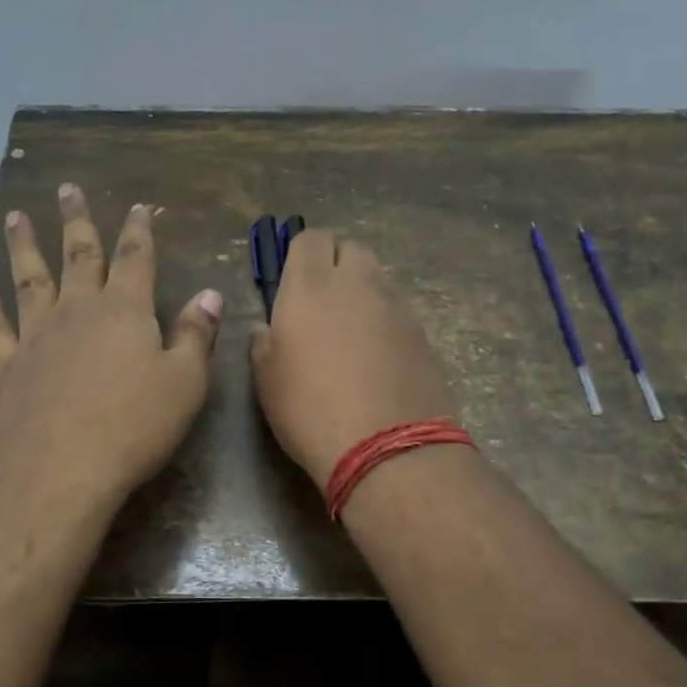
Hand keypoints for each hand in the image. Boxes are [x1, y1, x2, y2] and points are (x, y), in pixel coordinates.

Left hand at [0, 185, 222, 510]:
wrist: (59, 469)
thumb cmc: (134, 426)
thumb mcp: (184, 382)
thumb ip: (196, 335)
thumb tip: (210, 293)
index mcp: (125, 311)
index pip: (135, 258)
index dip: (138, 231)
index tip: (137, 207)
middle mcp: (78, 311)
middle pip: (78, 256)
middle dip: (77, 222)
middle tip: (67, 189)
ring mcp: (37, 336)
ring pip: (30, 279)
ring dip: (24, 246)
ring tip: (15, 217)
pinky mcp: (8, 367)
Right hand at [249, 230, 458, 490]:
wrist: (387, 447)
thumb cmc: (310, 410)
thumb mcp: (267, 380)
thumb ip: (264, 343)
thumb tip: (267, 329)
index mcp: (310, 286)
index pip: (310, 238)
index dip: (301, 253)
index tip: (294, 279)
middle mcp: (357, 283)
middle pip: (351, 248)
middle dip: (337, 264)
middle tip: (323, 301)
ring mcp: (396, 306)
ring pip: (378, 279)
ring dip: (363, 292)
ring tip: (351, 332)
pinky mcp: (423, 332)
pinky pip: (398, 311)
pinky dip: (385, 321)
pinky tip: (378, 357)